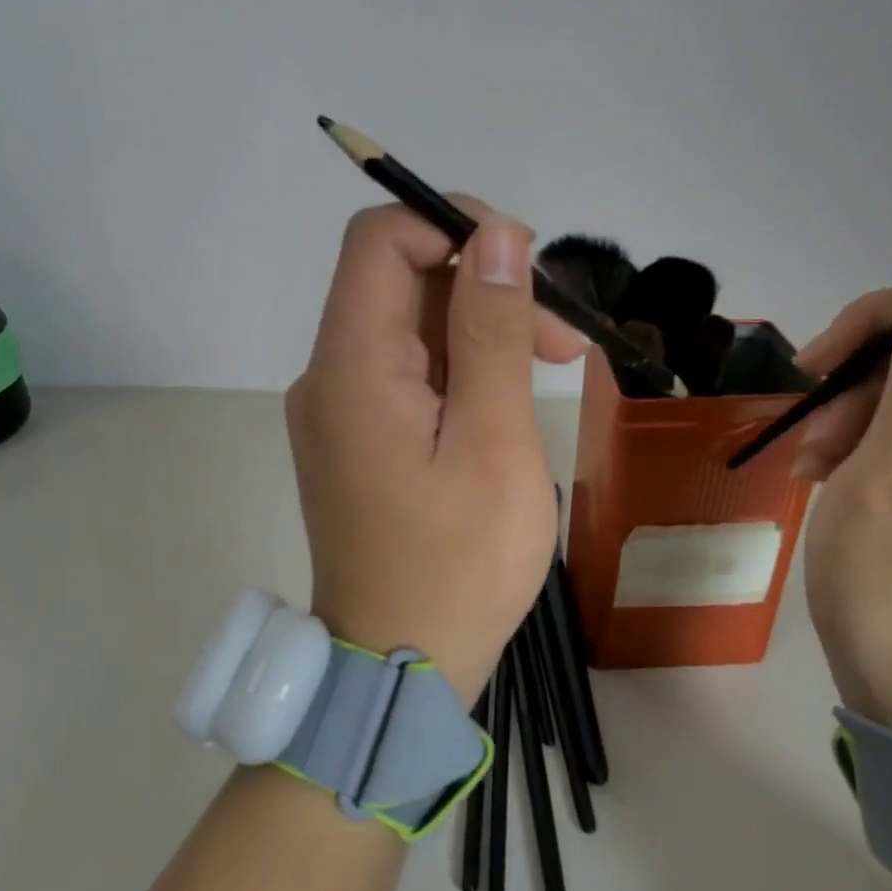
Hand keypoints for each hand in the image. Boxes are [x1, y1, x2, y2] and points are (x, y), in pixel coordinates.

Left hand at [287, 201, 586, 702]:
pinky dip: (459, 365)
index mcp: (351, 365)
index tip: (525, 261)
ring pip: (408, 326)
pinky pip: (405, 371)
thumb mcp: (493, 441)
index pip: (380, 240)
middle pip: (399, 279)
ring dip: (479, 326)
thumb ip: (491, 330)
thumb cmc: (458, 564)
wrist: (398, 666)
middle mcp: (330, 374)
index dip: (450, 224)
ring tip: (550, 364)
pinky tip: (505, 397)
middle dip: (483, 284)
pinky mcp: (357, 438)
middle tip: (562, 335)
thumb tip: (495, 234)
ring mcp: (339, 409)